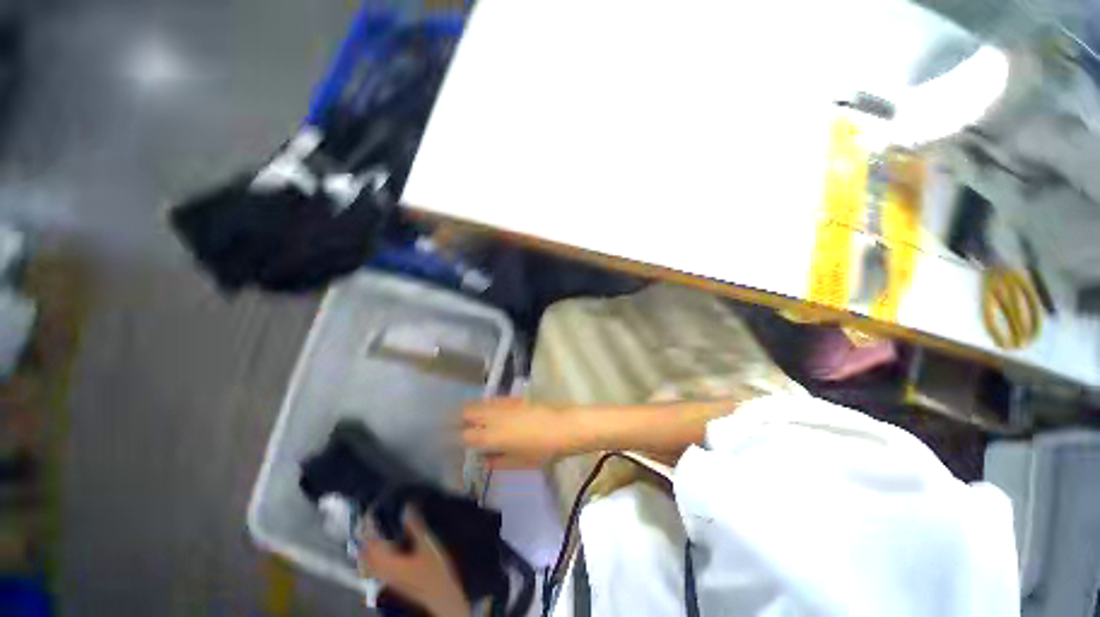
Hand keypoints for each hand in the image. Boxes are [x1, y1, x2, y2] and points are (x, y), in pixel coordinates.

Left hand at [359, 509, 468, 616]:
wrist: (440, 596)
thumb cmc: (434, 569)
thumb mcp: (427, 544)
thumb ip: (415, 525)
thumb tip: (407, 506)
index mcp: (387, 560)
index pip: (371, 540)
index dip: (368, 525)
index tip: (369, 510)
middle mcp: (381, 570)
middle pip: (365, 553)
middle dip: (365, 536)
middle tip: (369, 520)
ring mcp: (385, 578)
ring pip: (368, 562)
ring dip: (367, 547)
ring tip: (372, 533)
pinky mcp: (392, 581)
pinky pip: (375, 567)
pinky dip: (374, 556)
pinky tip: (383, 550)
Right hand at [462, 397, 579, 467]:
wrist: (565, 427)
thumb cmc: (544, 450)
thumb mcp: (521, 462)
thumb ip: (499, 462)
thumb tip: (485, 460)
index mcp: (493, 436)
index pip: (466, 435)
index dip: (458, 438)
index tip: (454, 441)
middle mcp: (495, 417)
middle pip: (468, 412)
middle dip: (460, 419)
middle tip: (457, 426)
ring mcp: (505, 405)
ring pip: (480, 403)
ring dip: (472, 409)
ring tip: (467, 416)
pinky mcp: (515, 398)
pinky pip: (495, 399)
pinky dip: (487, 404)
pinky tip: (488, 408)